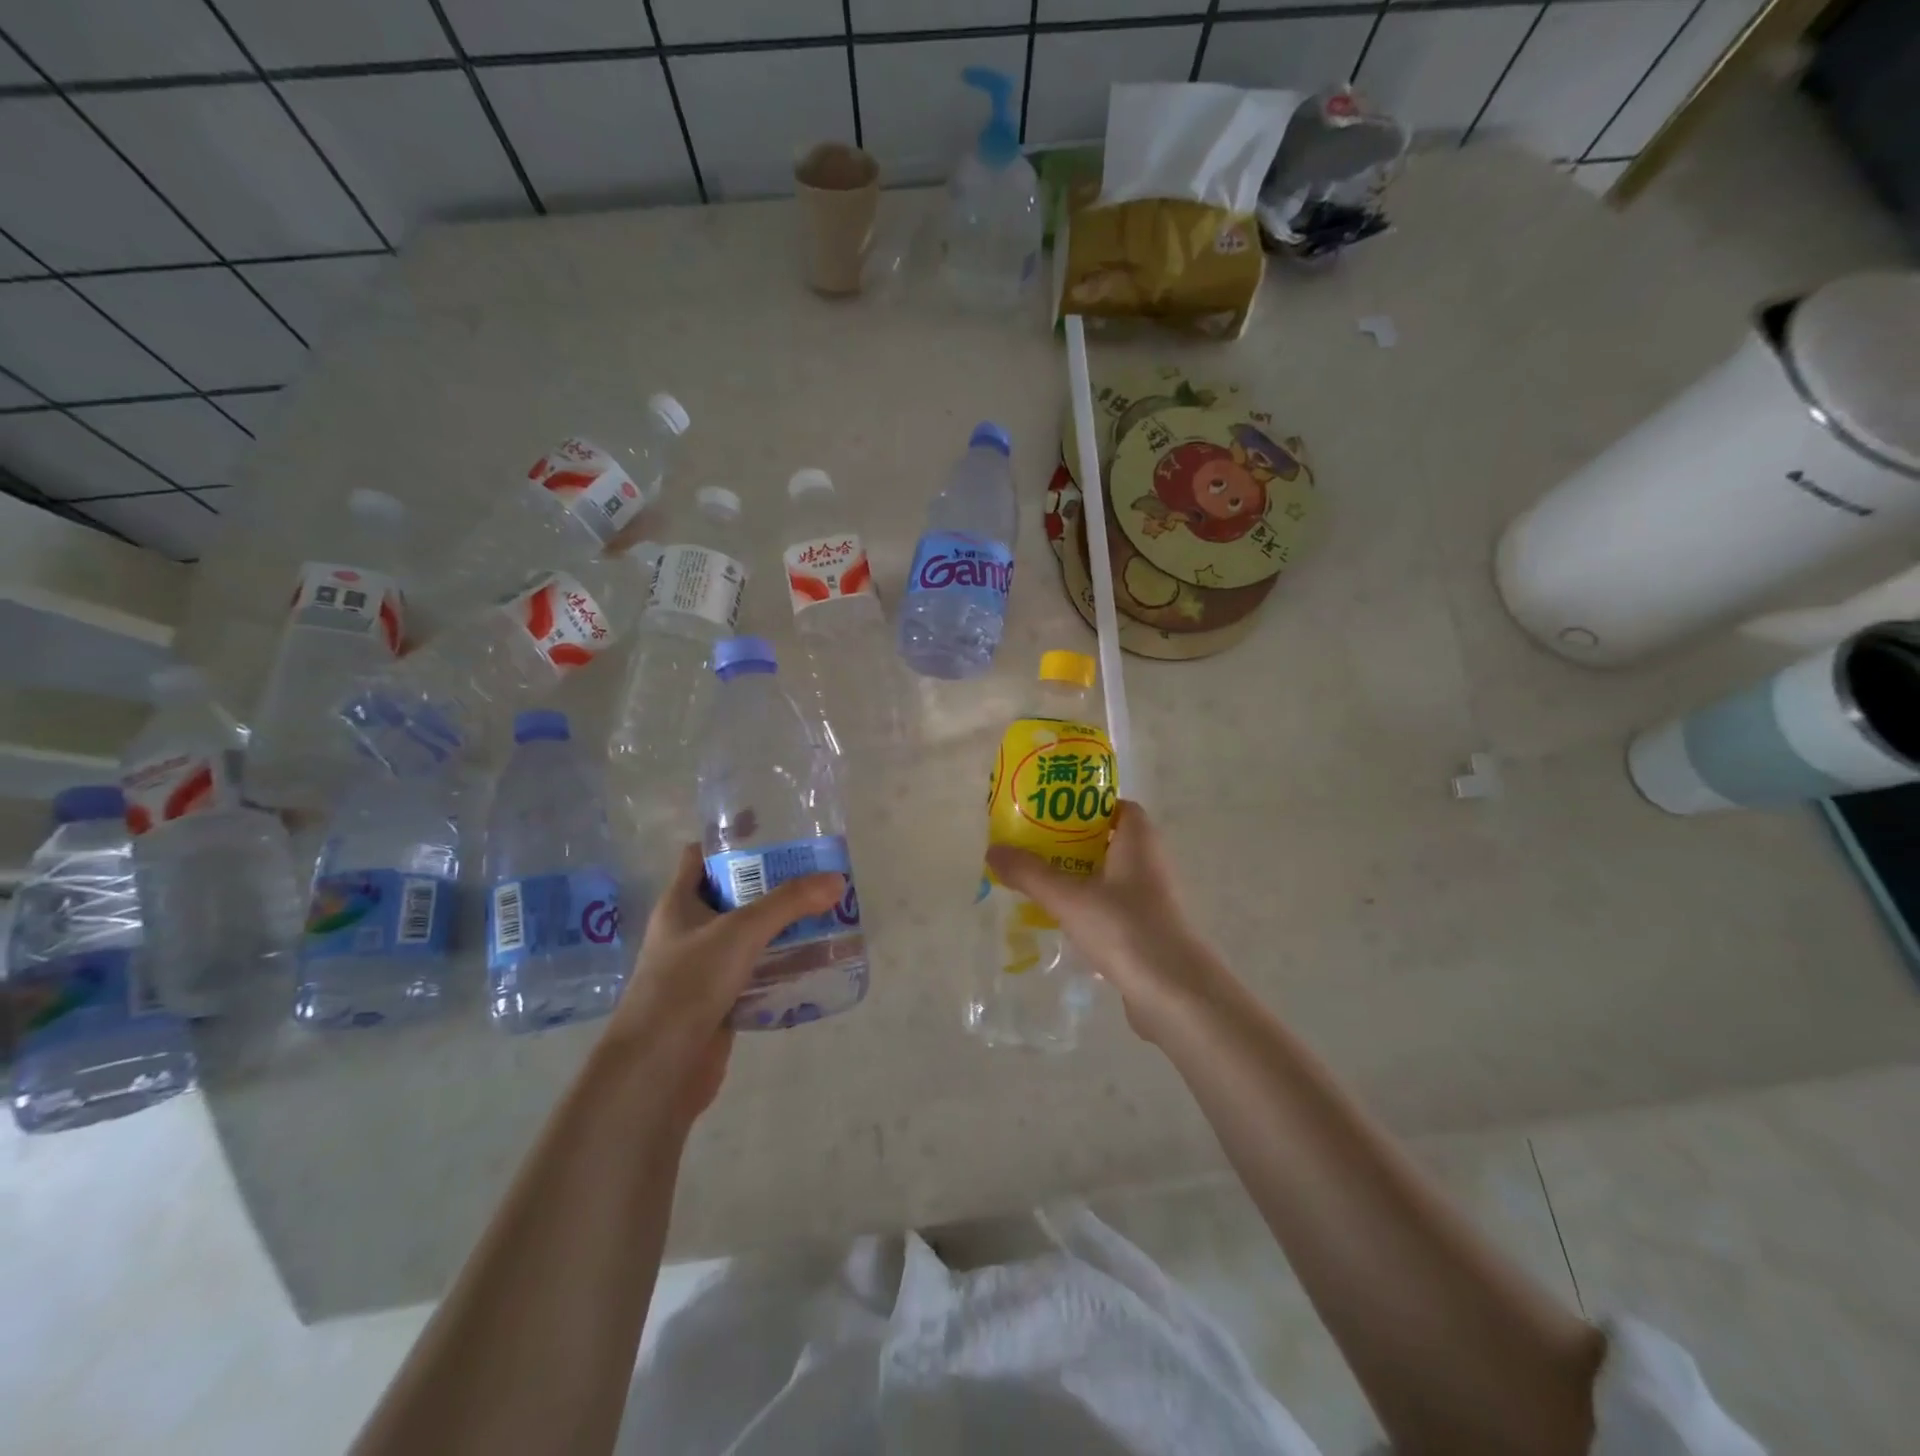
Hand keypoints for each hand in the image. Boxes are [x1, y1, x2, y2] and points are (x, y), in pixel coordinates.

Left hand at [606, 845, 844, 1124]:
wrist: (658, 1068)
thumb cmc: (688, 984)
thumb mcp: (741, 932)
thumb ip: (789, 904)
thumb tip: (836, 880)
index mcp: (679, 903)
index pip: (700, 856)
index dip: (730, 839)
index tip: (770, 830)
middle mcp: (688, 931)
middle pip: (731, 894)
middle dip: (769, 885)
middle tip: (812, 875)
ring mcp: (702, 968)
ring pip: (746, 936)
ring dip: (779, 927)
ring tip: (822, 914)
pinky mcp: (718, 1001)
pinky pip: (754, 973)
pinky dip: (779, 965)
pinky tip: (811, 962)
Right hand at [984, 801, 1229, 1042]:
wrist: (1175, 994)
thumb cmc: (1126, 929)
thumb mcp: (1069, 898)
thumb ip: (1030, 874)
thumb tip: (993, 849)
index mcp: (1139, 841)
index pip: (1116, 807)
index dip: (1085, 805)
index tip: (1049, 813)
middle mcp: (1150, 863)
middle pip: (1108, 840)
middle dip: (1071, 841)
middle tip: (1032, 846)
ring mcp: (1152, 899)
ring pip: (1109, 876)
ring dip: (1078, 876)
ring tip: (1038, 880)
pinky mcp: (1147, 930)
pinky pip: (1113, 907)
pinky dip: (1088, 906)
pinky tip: (1060, 919)